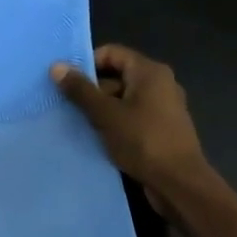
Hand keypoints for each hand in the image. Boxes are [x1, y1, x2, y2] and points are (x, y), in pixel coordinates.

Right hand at [51, 44, 206, 215]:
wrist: (179, 183)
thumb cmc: (143, 141)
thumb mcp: (106, 115)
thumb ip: (81, 90)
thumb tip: (57, 66)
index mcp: (149, 72)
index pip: (112, 53)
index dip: (87, 64)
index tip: (66, 83)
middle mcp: (159, 83)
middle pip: (116, 76)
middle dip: (91, 90)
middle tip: (68, 107)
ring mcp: (162, 107)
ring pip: (122, 99)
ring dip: (100, 110)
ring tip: (78, 125)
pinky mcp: (160, 128)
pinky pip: (131, 116)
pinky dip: (114, 123)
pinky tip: (97, 138)